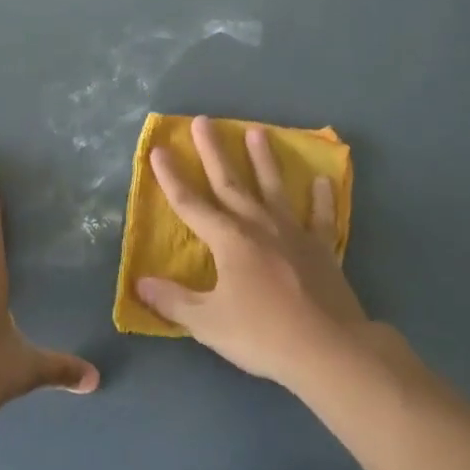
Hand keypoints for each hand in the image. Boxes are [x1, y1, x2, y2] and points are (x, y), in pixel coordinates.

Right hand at [135, 116, 368, 387]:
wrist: (329, 349)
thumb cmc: (262, 334)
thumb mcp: (208, 323)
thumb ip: (174, 301)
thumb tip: (140, 283)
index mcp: (228, 240)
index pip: (190, 203)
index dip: (171, 177)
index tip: (159, 150)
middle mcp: (258, 225)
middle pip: (229, 181)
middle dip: (213, 151)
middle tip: (203, 120)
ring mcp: (293, 233)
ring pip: (273, 188)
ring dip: (263, 159)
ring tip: (257, 131)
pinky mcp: (321, 248)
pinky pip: (320, 216)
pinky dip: (321, 198)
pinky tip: (322, 180)